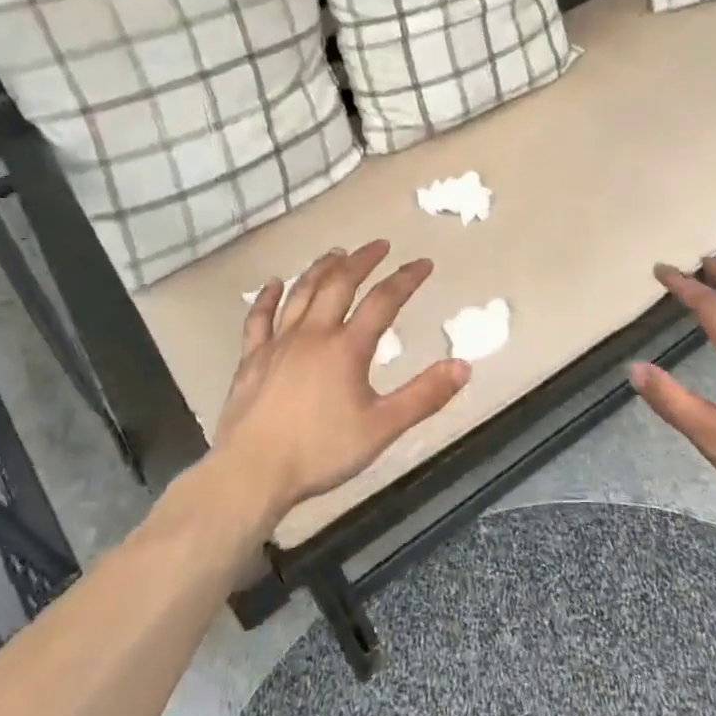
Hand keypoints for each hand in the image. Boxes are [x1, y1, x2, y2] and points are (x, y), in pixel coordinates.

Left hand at [212, 241, 470, 516]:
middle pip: (338, 284)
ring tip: (335, 253)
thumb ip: (424, 396)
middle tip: (378, 244)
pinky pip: (259, 319)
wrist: (252, 471)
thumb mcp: (382, 428)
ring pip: (301, 293)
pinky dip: (267, 298)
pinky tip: (274, 284)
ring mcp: (278, 343)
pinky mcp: (251, 358)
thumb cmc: (321, 451)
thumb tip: (464, 366)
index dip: (406, 278)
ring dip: (320, 269)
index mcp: (346, 348)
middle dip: (361, 260)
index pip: (383, 301)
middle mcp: (312, 334)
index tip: (423, 262)